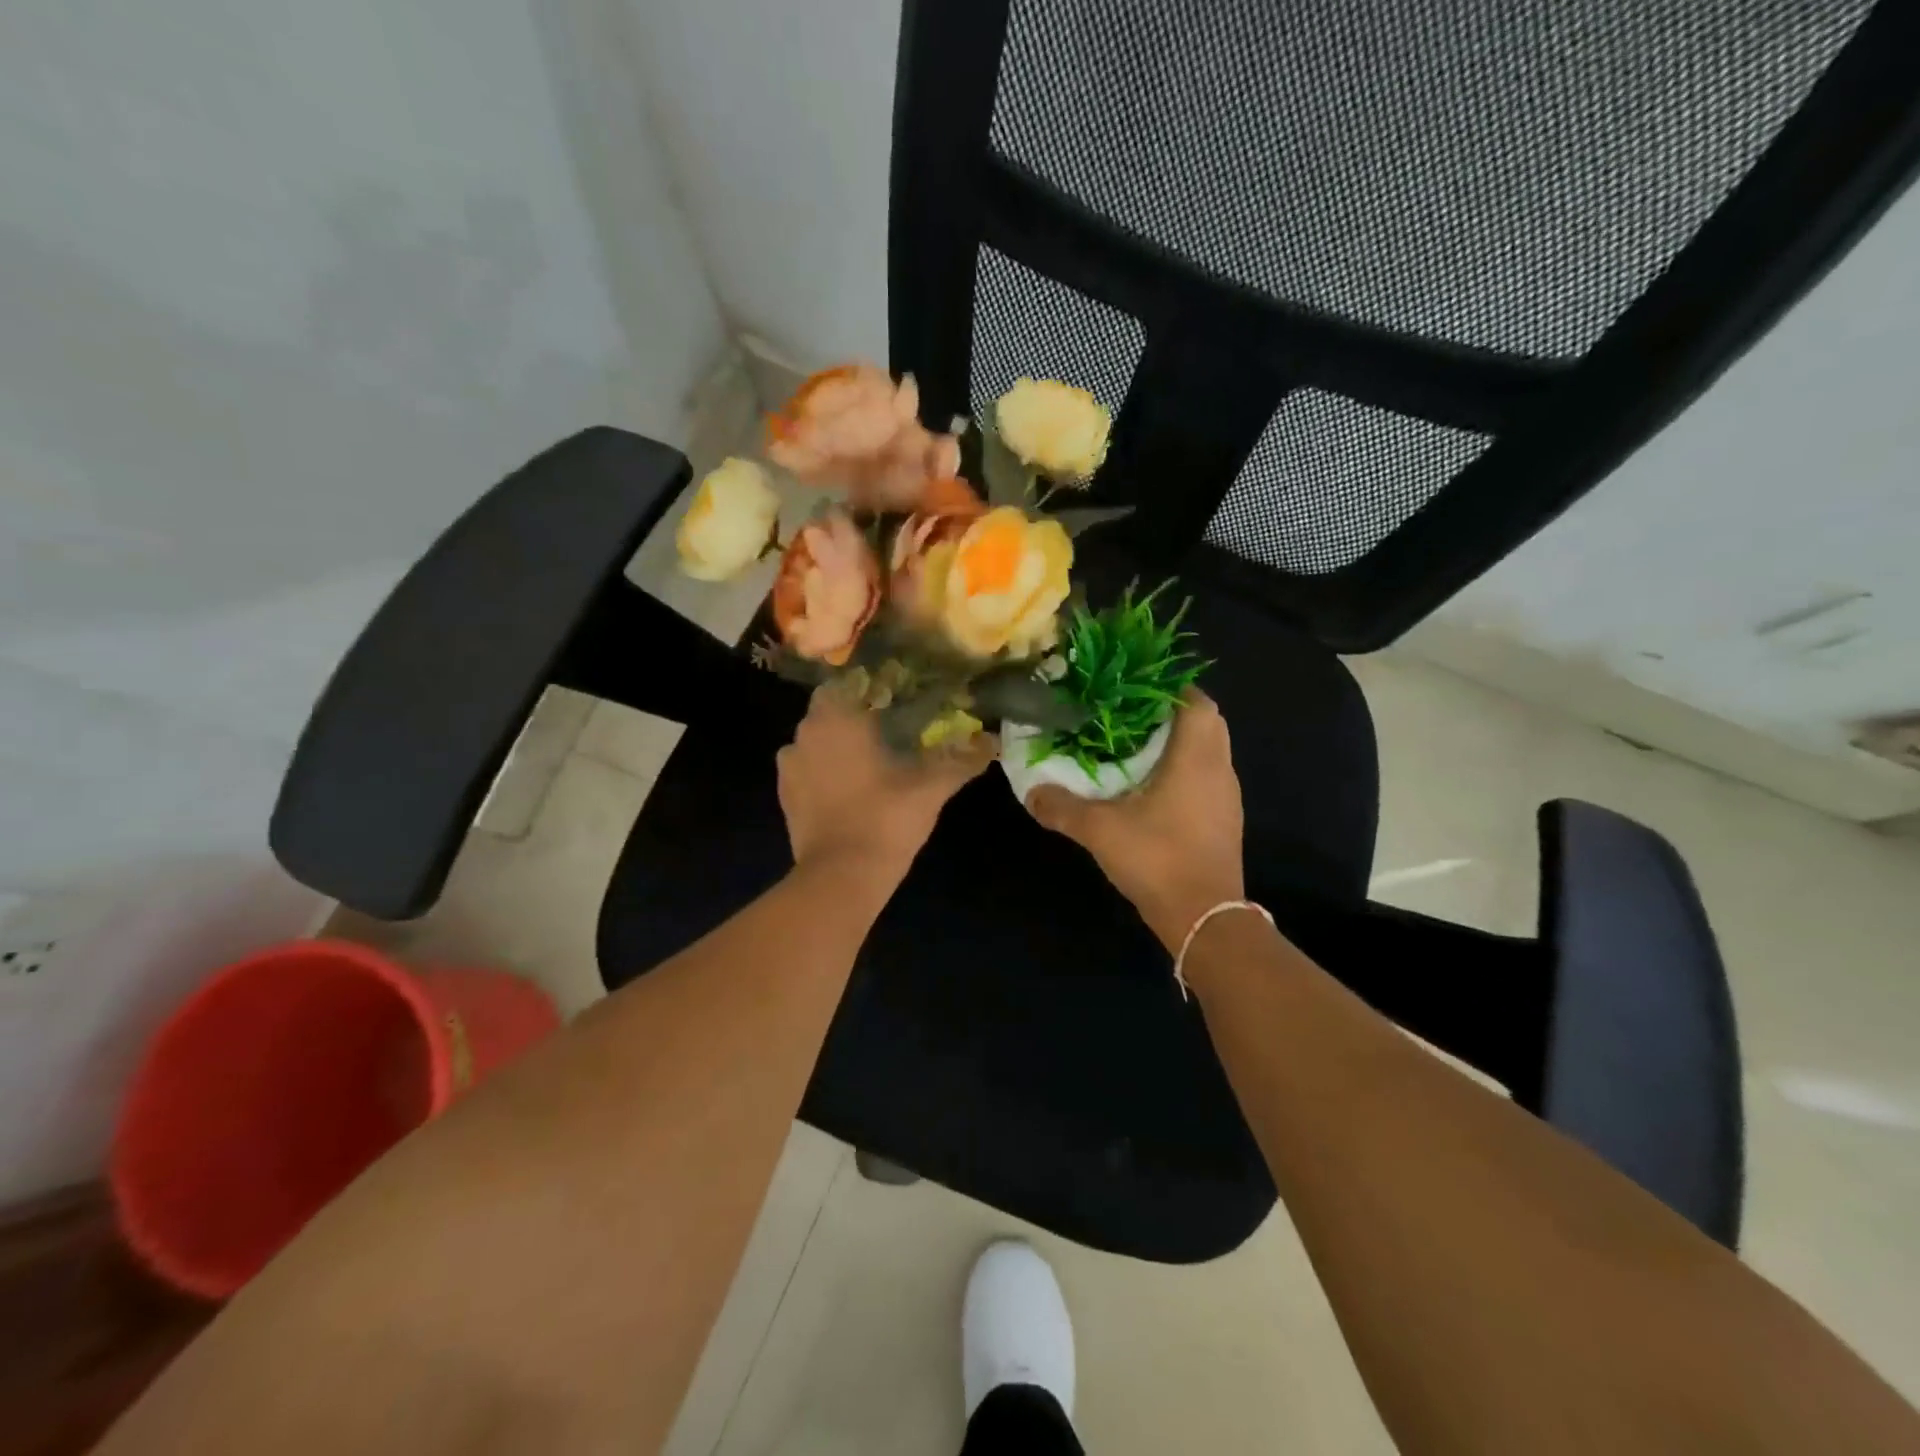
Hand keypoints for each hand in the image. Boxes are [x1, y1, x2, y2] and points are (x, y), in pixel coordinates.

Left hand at [777, 689, 994, 882]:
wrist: (841, 877)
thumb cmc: (885, 819)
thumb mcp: (931, 788)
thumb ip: (962, 760)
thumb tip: (993, 742)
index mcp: (836, 719)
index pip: (846, 683)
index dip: (869, 689)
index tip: (894, 700)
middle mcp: (804, 734)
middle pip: (829, 711)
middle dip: (855, 717)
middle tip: (889, 730)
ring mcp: (789, 767)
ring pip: (815, 741)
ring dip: (836, 746)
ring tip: (869, 762)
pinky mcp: (784, 796)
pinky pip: (806, 770)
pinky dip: (824, 773)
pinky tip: (850, 789)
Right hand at [1026, 692, 1244, 951]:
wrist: (1204, 918)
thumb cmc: (1158, 859)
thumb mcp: (1100, 830)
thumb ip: (1062, 807)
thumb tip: (1030, 793)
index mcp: (1196, 758)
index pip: (1197, 701)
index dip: (1170, 688)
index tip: (1134, 688)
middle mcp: (1219, 770)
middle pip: (1207, 722)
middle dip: (1171, 713)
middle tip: (1130, 715)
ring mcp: (1227, 797)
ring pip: (1209, 752)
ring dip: (1179, 742)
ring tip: (1135, 746)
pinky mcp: (1224, 821)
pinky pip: (1207, 778)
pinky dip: (1184, 770)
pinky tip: (1150, 788)